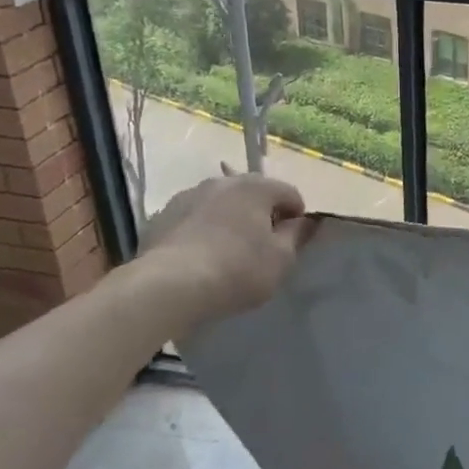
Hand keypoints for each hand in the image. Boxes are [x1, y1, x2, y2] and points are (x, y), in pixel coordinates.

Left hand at [132, 169, 312, 333]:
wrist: (167, 286)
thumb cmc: (237, 270)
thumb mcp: (281, 259)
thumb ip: (297, 236)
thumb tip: (306, 221)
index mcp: (256, 187)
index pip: (290, 193)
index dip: (297, 217)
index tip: (292, 242)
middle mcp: (223, 182)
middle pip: (254, 193)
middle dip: (262, 214)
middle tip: (263, 246)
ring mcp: (188, 196)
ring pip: (221, 204)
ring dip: (230, 220)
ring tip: (228, 252)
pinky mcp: (162, 215)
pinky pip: (194, 219)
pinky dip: (203, 230)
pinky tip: (200, 257)